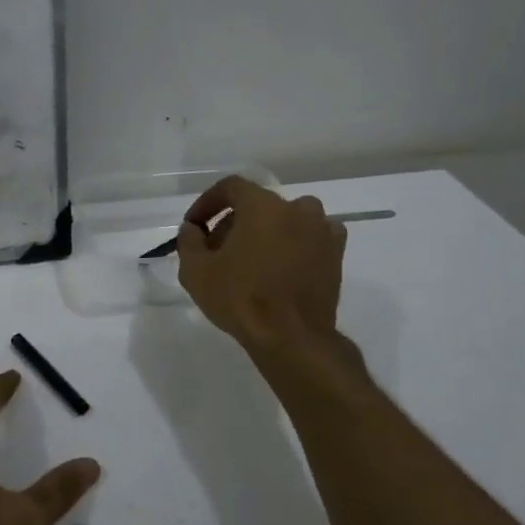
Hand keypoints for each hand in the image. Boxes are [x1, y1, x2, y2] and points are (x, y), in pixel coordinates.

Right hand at [177, 176, 345, 354]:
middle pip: (258, 205)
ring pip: (286, 220)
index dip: (208, 202)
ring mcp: (321, 230)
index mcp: (262, 205)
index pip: (231, 187)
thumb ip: (189, 241)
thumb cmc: (240, 298)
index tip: (195, 225)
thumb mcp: (196, 271)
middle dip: (234, 223)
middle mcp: (297, 208)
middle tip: (217, 251)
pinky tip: (282, 266)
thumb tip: (193, 229)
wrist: (292, 337)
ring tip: (251, 261)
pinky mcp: (336, 254)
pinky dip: (295, 244)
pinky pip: (311, 237)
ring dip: (266, 232)